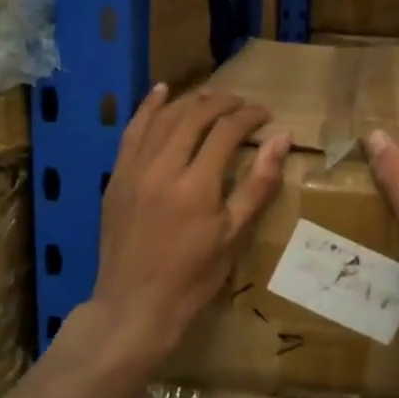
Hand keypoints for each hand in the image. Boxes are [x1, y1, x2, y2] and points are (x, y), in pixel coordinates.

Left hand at [91, 84, 291, 361]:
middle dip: (222, 103)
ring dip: (190, 101)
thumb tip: (282, 138)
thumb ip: (258, 184)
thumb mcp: (233, 235)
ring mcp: (134, 170)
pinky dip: (148, 108)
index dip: (249, 117)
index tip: (265, 115)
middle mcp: (162, 167)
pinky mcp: (116, 177)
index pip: (226, 131)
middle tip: (243, 105)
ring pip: (163, 118)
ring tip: (211, 97)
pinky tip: (160, 92)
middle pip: (194, 116)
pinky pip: (132, 131)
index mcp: (196, 185)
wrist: (135, 305)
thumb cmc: (192, 277)